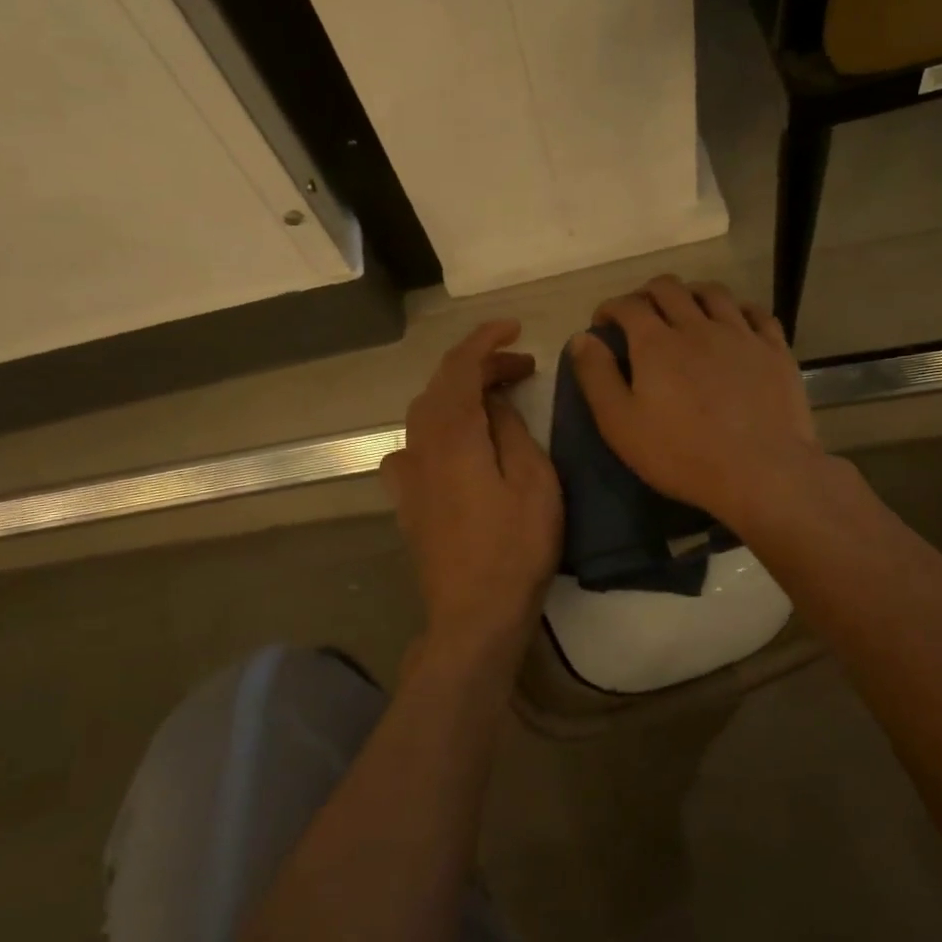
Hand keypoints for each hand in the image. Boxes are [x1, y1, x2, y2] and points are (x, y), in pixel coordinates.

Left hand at [380, 320, 561, 666]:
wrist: (473, 615)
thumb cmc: (515, 549)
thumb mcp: (534, 482)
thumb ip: (512, 431)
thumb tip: (496, 403)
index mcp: (452, 436)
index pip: (459, 367)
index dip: (484, 340)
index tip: (515, 327)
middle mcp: (420, 446)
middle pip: (441, 386)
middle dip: (479, 366)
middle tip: (522, 368)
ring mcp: (408, 475)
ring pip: (426, 413)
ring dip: (460, 394)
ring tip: (497, 400)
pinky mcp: (407, 500)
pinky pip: (416, 445)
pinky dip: (440, 427)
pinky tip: (458, 443)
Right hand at [568, 276, 824, 530]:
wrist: (761, 471)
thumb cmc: (682, 454)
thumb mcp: (621, 424)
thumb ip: (597, 377)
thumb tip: (582, 338)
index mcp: (656, 342)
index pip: (628, 305)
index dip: (610, 308)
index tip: (603, 323)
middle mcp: (697, 326)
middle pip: (669, 288)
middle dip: (647, 294)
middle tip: (640, 315)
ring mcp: (740, 334)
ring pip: (713, 293)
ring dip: (691, 294)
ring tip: (685, 310)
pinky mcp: (774, 349)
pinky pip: (756, 313)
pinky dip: (738, 309)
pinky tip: (734, 321)